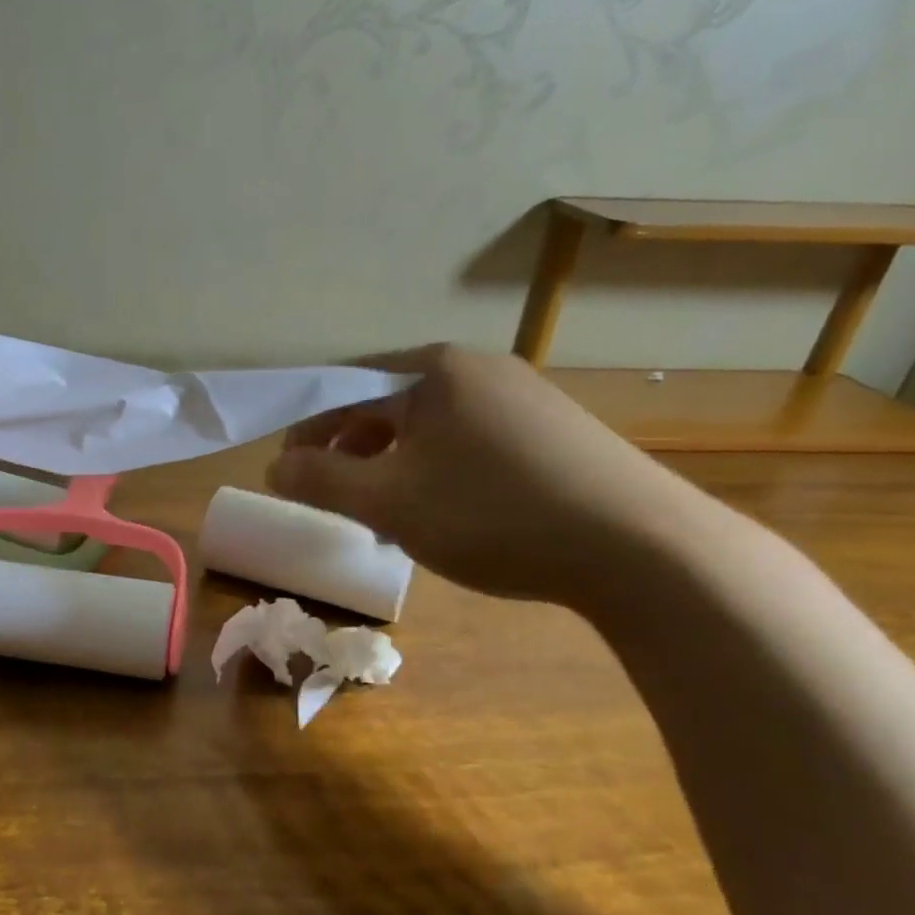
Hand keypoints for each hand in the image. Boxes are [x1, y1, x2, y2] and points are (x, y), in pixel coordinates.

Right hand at [267, 346, 719, 606]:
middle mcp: (478, 368)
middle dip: (349, 450)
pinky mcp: (553, 430)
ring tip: (383, 513)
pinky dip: (436, 471)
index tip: (287, 470)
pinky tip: (443, 512)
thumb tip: (276, 466)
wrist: (638, 546)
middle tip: (331, 496)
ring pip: (429, 426)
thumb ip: (320, 480)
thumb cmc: (491, 513)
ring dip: (391, 464)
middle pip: (388, 404)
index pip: (345, 386)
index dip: (307, 428)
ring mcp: (523, 396)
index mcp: (434, 370)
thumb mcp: (388, 501)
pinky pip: (469, 441)